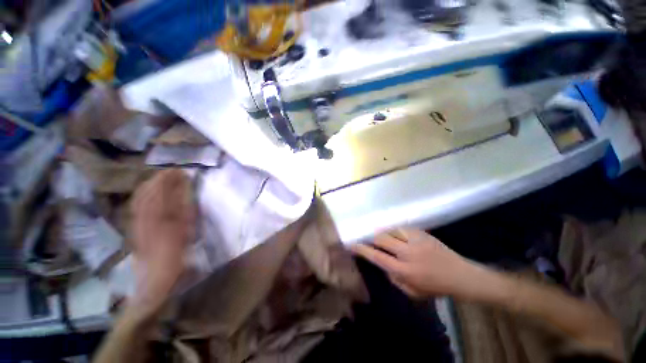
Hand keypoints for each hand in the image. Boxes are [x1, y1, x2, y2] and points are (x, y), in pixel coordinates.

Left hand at [130, 169, 195, 311]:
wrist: (153, 279)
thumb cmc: (174, 256)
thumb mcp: (185, 233)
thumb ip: (185, 211)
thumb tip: (187, 193)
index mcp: (159, 218)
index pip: (163, 192)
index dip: (170, 179)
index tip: (180, 170)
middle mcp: (144, 217)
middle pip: (148, 192)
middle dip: (159, 179)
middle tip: (171, 171)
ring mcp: (136, 222)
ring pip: (140, 198)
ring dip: (150, 185)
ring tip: (160, 178)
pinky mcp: (134, 228)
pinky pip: (136, 206)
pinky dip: (142, 196)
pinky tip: (148, 194)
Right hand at [351, 228, 486, 298]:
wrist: (461, 275)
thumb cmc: (436, 287)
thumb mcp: (412, 292)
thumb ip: (394, 278)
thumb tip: (383, 264)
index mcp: (404, 270)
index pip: (377, 256)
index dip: (362, 249)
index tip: (352, 244)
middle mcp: (407, 253)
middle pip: (381, 238)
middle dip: (372, 238)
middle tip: (370, 240)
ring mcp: (415, 240)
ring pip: (391, 230)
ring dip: (384, 233)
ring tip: (384, 237)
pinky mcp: (422, 233)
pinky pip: (402, 228)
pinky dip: (396, 231)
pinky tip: (397, 234)